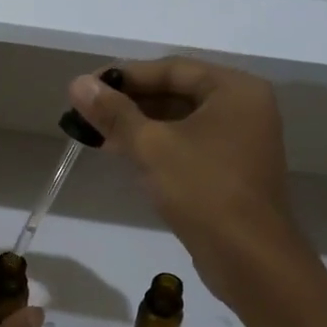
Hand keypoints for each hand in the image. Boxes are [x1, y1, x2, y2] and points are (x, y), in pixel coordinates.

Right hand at [69, 59, 318, 303]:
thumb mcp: (151, 146)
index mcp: (235, 90)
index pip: (172, 69)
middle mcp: (244, 108)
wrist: (249, 258)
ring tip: (96, 133)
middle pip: (177, 93)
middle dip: (130, 102)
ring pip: (181, 122)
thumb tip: (77, 84)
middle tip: (86, 112)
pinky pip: (189, 146)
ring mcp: (241, 142)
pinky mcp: (232, 171)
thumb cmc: (203, 190)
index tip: (86, 87)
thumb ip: (114, 113)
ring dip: (139, 126)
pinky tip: (124, 155)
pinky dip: (157, 147)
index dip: (125, 76)